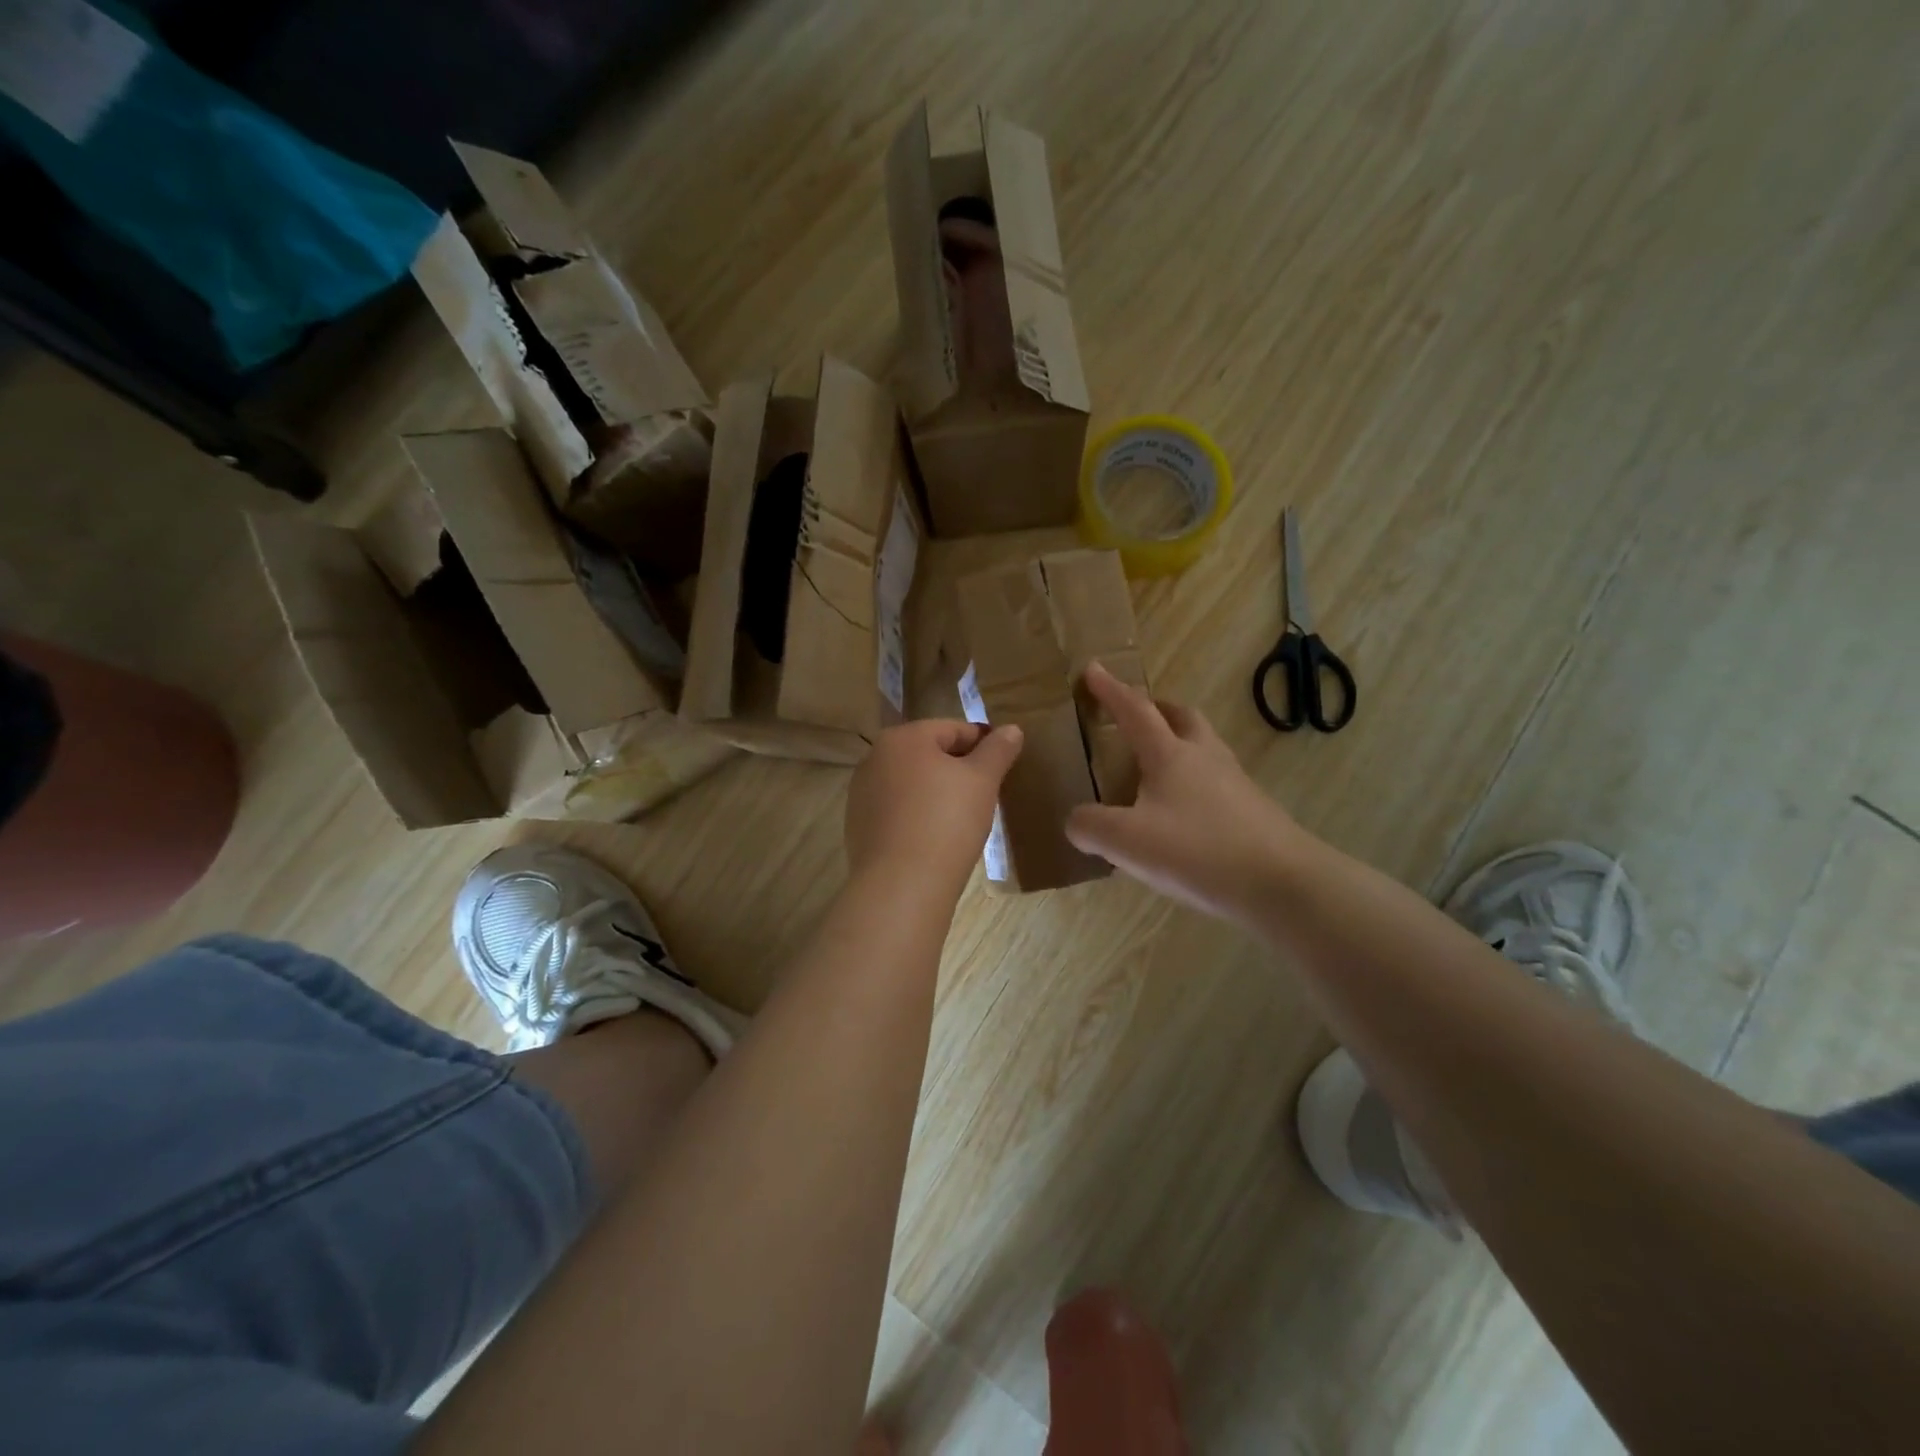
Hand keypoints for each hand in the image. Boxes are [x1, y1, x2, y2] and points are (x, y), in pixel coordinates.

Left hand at [846, 720, 1023, 898]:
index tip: (1002, 766)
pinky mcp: (858, 826)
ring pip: (911, 783)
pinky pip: (896, 810)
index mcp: (902, 738)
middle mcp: (874, 758)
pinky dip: (916, 816)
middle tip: (985, 794)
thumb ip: (998, 750)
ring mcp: (861, 793)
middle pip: (928, 754)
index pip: (953, 729)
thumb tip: (1012, 729)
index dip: (983, 745)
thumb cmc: (947, 822)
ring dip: (935, 792)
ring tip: (962, 819)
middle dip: (957, 769)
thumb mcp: (982, 781)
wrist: (901, 886)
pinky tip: (934, 838)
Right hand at [1066, 664, 1303, 926]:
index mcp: (1170, 754)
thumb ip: (1090, 826)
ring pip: (1203, 746)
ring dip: (1179, 742)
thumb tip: (1076, 821)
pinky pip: (1216, 780)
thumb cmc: (1198, 851)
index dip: (1110, 690)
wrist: (1282, 883)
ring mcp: (1234, 782)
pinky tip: (1183, 813)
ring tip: (1156, 768)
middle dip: (1156, 709)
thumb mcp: (1126, 842)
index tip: (1092, 669)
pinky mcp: (1252, 810)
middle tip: (1136, 716)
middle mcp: (1204, 757)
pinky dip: (1194, 780)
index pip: (1134, 710)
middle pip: (1182, 716)